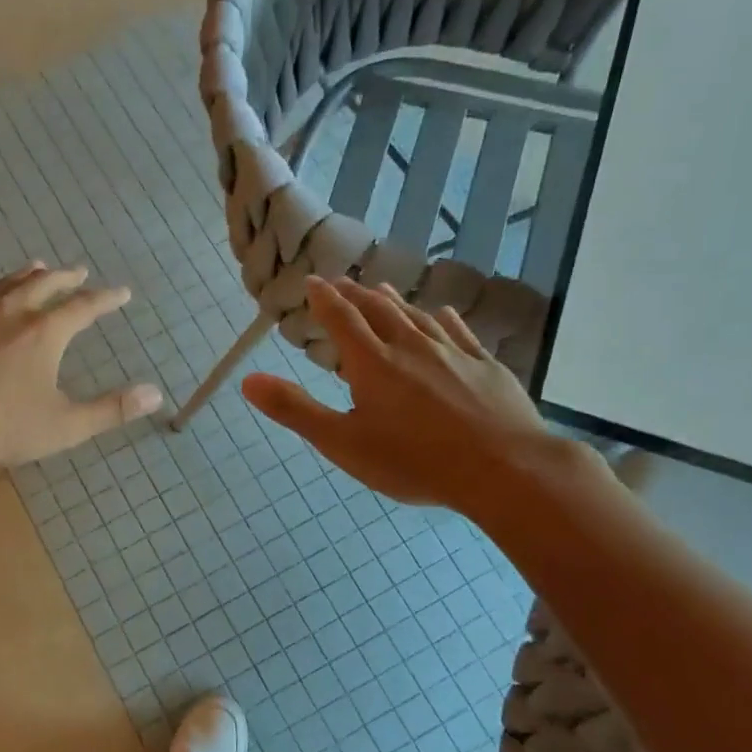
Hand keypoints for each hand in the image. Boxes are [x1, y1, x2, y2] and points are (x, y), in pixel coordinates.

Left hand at [0, 260, 162, 467]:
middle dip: (66, 278)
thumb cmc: (0, 427)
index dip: (105, 299)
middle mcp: (12, 310)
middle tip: (79, 272)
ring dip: (26, 273)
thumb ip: (111, 410)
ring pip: (6, 282)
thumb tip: (156, 394)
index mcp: (45, 333)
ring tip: (38, 266)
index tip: (121, 293)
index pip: (84, 308)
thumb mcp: (64, 426)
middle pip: (45, 285)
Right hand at [241, 276, 552, 518]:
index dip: (324, 299)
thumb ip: (294, 410)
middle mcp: (410, 347)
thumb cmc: (413, 460)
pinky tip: (441, 314)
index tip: (313, 282)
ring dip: (394, 301)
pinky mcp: (485, 366)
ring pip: (416, 317)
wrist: (503, 469)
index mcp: (372, 363)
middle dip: (355, 294)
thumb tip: (248, 380)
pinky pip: (459, 332)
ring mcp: (452, 353)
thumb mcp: (342, 442)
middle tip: (341, 283)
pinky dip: (442, 319)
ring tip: (381, 290)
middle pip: (378, 310)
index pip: (341, 319)